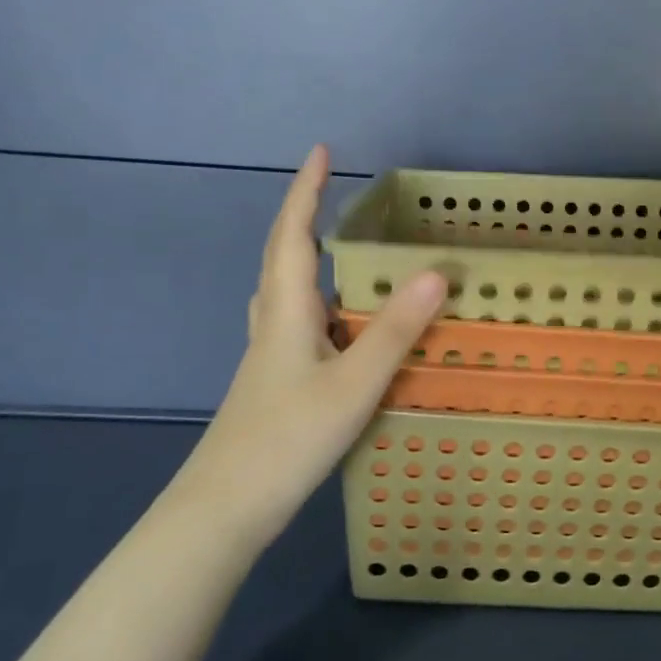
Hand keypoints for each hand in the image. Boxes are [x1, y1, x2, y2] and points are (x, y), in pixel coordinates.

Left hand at [175, 145, 444, 538]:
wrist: (226, 509)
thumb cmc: (287, 440)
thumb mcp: (353, 383)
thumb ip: (395, 331)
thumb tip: (435, 273)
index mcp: (286, 313)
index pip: (293, 236)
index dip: (306, 192)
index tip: (322, 152)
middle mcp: (273, 325)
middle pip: (283, 258)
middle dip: (306, 219)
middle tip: (335, 195)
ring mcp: (270, 356)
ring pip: (288, 293)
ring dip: (309, 260)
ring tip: (345, 252)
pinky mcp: (276, 382)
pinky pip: (299, 323)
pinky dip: (321, 304)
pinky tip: (343, 326)